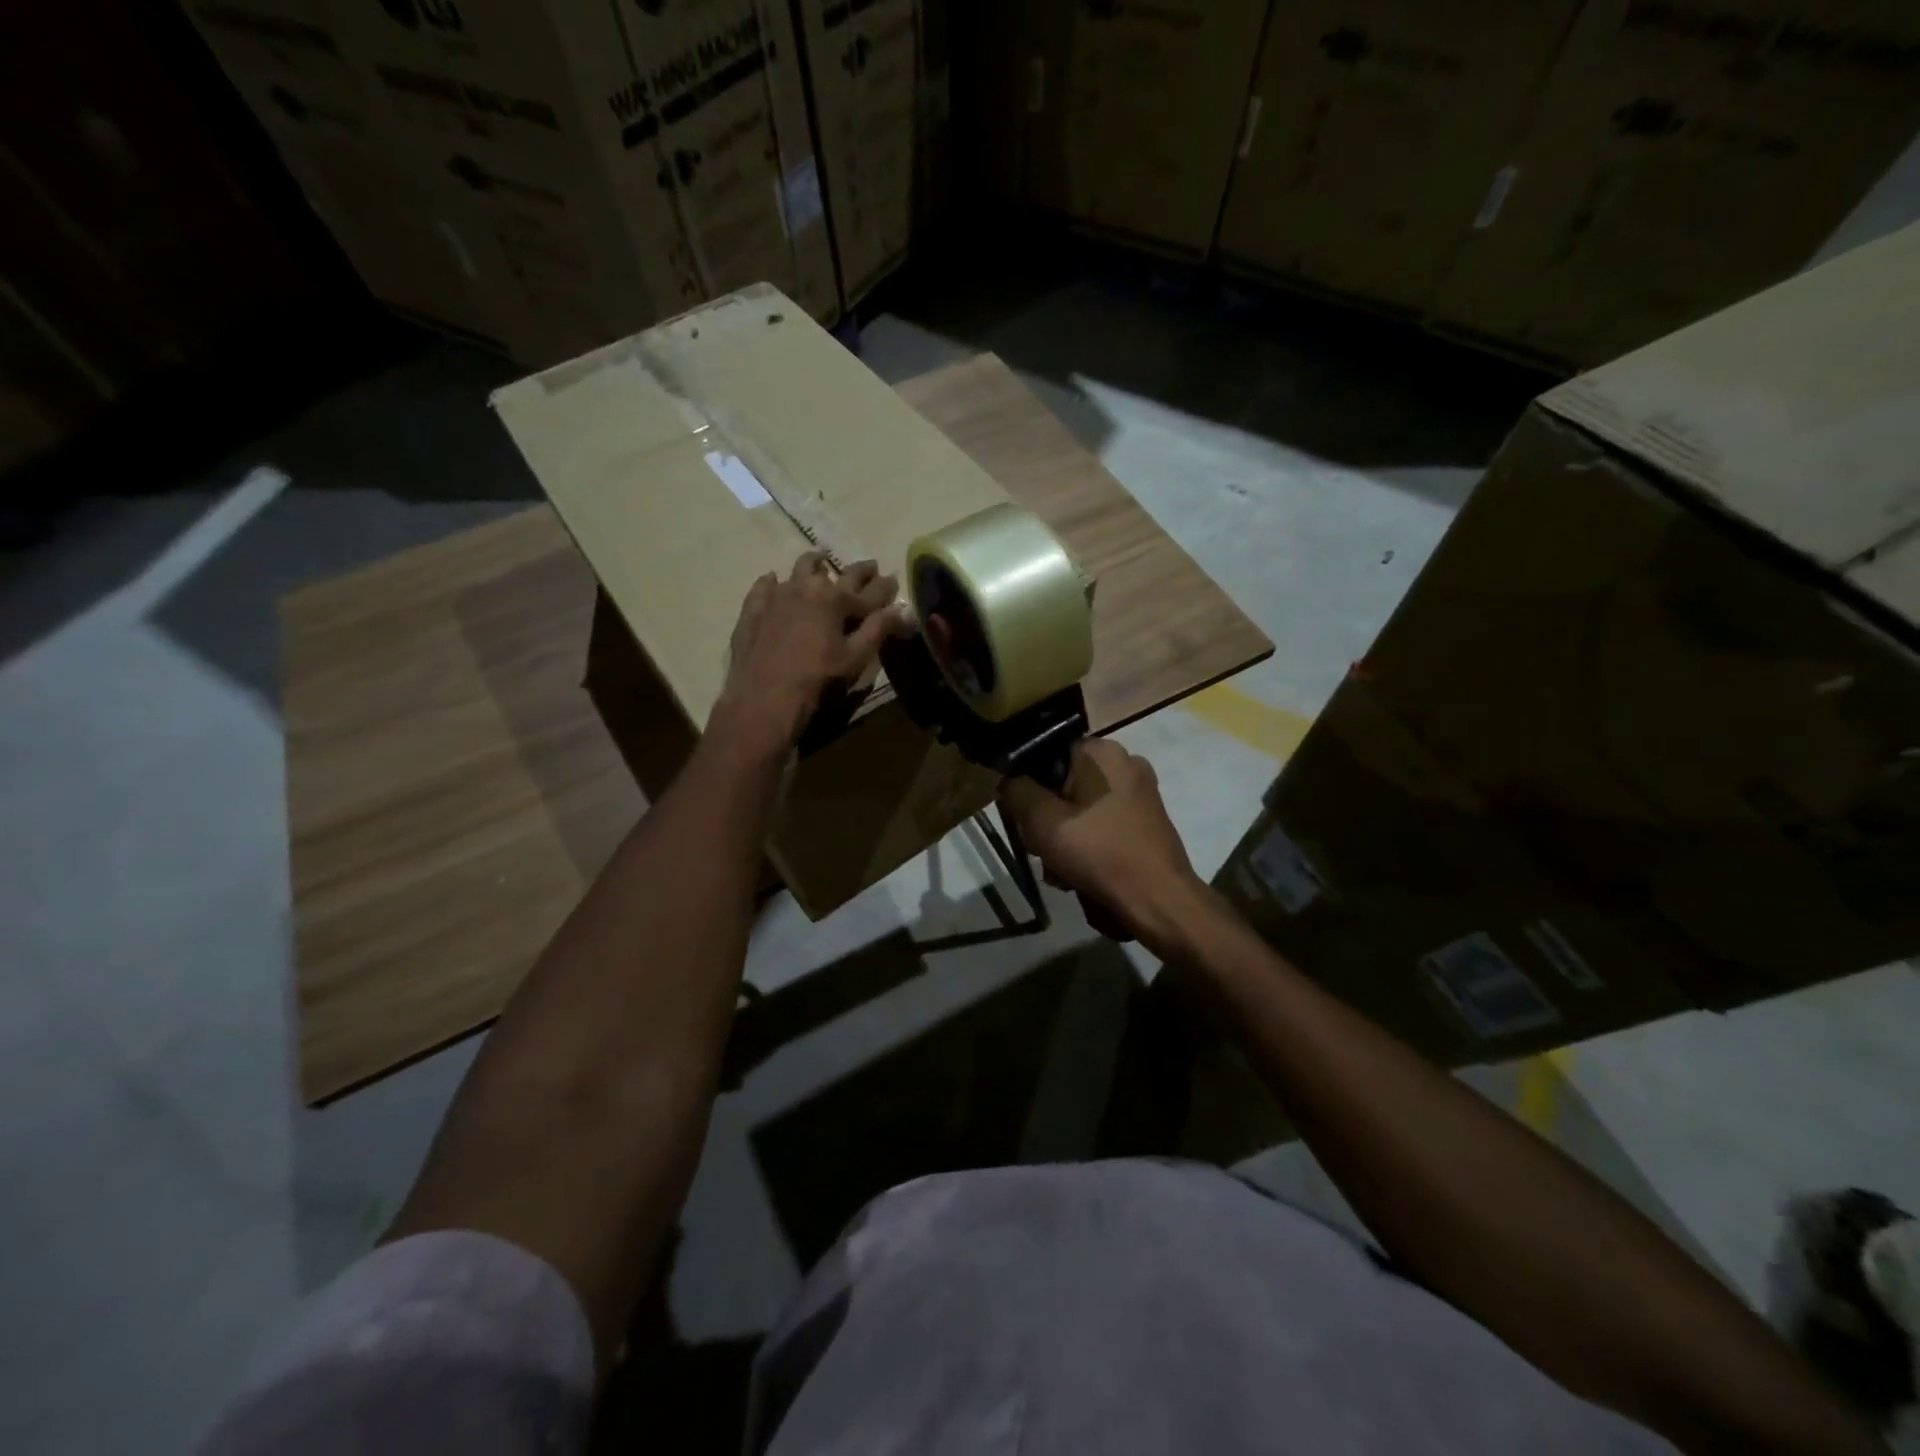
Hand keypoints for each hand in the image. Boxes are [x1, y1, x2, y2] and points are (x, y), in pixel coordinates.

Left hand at [716, 552, 904, 749]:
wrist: (763, 697)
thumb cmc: (817, 679)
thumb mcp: (855, 657)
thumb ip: (880, 629)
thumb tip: (903, 610)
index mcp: (837, 598)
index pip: (870, 590)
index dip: (885, 586)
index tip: (893, 579)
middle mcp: (809, 587)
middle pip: (839, 572)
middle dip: (858, 571)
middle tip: (869, 567)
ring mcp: (778, 594)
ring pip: (801, 569)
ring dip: (815, 564)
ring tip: (821, 561)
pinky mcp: (754, 608)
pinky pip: (765, 586)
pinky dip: (775, 582)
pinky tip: (774, 581)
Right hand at [999, 739, 1206, 952]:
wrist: (1158, 899)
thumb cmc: (1098, 852)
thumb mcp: (1041, 820)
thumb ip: (1017, 791)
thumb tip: (1010, 781)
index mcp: (1101, 751)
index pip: (1046, 754)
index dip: (1027, 786)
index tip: (1023, 819)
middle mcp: (1125, 762)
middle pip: (1064, 784)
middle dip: (1047, 819)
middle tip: (1041, 849)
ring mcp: (1141, 793)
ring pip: (1083, 808)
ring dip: (1064, 837)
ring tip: (1060, 870)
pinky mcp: (1148, 821)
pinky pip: (1104, 824)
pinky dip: (1089, 845)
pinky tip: (1081, 874)